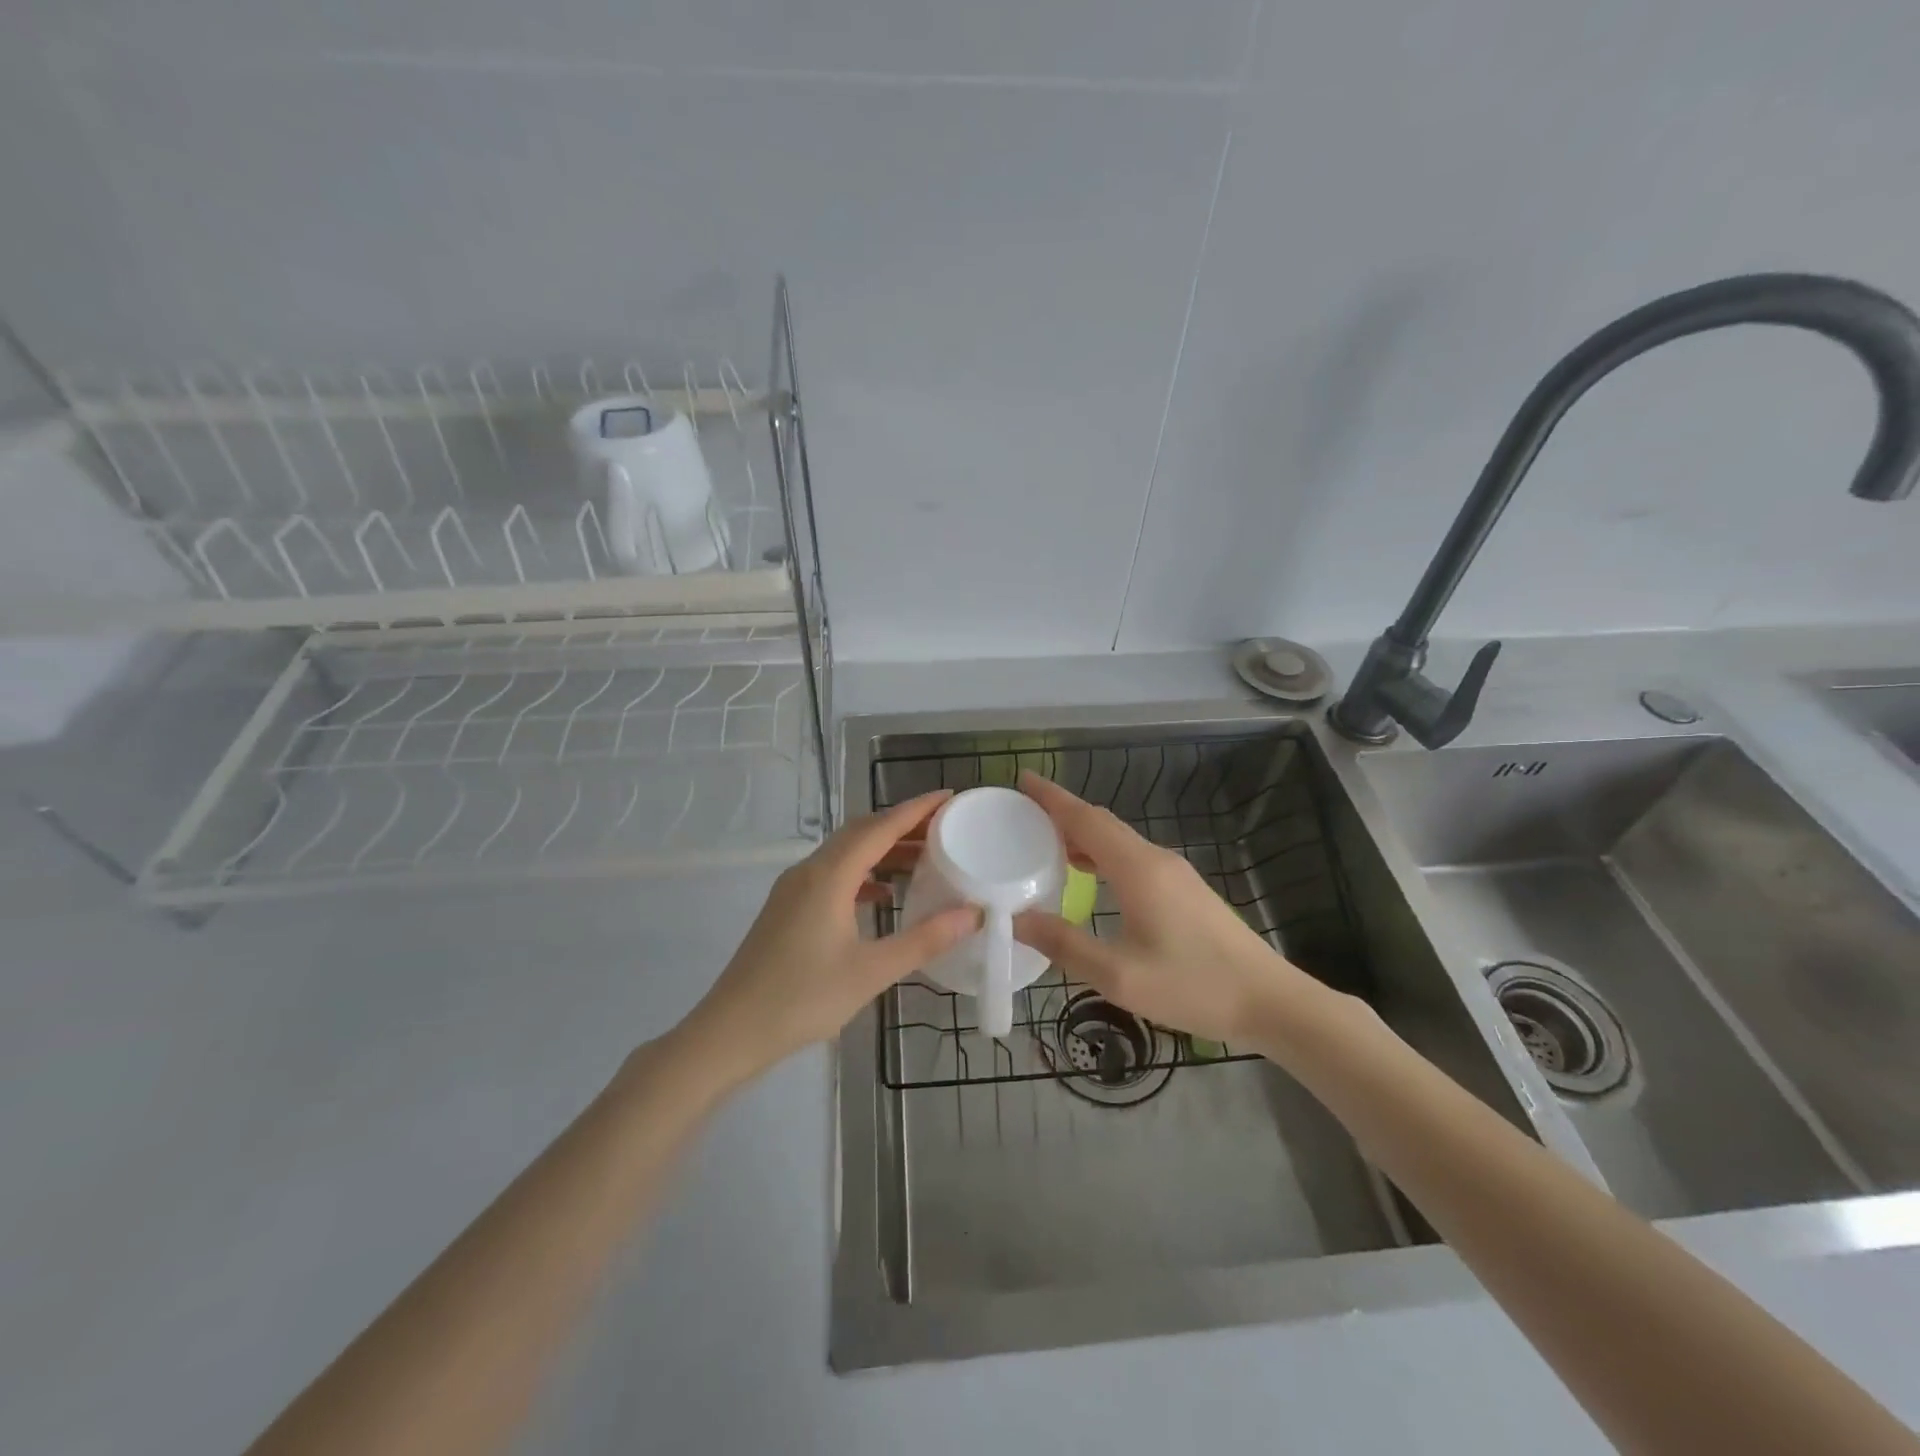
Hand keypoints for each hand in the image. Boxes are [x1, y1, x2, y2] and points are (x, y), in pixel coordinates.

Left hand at [681, 791, 978, 1086]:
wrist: (731, 1031)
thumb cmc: (803, 998)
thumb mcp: (871, 971)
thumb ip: (924, 939)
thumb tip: (971, 914)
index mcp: (829, 876)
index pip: (880, 827)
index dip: (916, 809)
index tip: (949, 796)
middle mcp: (809, 870)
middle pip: (861, 832)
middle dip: (902, 825)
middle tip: (944, 828)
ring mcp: (793, 888)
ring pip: (845, 853)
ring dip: (883, 849)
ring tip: (923, 859)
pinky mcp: (787, 907)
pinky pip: (832, 874)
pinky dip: (863, 873)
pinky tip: (884, 895)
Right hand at [1012, 772, 1326, 1046]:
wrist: (1269, 1000)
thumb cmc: (1193, 985)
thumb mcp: (1119, 975)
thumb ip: (1064, 945)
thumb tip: (1016, 920)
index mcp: (1137, 869)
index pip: (1085, 819)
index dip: (1052, 798)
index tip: (1022, 780)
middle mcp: (1155, 859)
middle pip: (1101, 822)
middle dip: (1061, 812)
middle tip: (1022, 814)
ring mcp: (1174, 872)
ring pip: (1118, 839)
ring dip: (1082, 834)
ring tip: (1044, 843)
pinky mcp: (1183, 888)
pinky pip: (1132, 856)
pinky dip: (1101, 853)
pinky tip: (1088, 874)